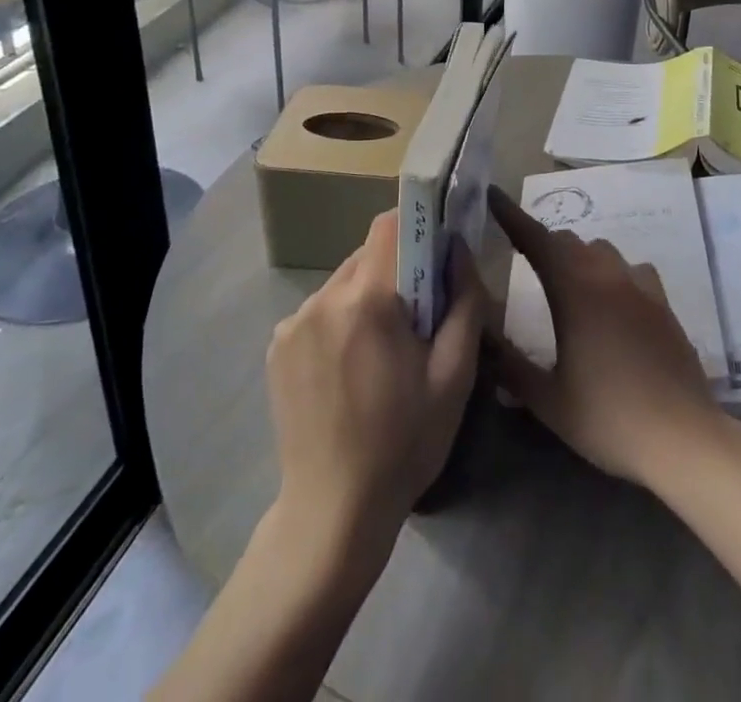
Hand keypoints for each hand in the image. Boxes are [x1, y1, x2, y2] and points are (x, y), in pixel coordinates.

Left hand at [265, 210, 484, 555]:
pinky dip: (341, 321)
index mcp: (366, 300)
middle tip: (418, 317)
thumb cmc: (404, 444)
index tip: (438, 255)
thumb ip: (464, 301)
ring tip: (383, 350)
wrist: (332, 513)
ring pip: (343, 282)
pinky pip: (320, 310)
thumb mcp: (454, 375)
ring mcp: (292, 322)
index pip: (389, 226)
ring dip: (368, 297)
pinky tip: (350, 367)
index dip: (417, 228)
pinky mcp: (276, 346)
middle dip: (397, 271)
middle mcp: (322, 298)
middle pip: (367, 254)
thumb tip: (458, 249)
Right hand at [489, 185, 726, 488]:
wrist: (683, 437)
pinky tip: (613, 298)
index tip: (493, 195)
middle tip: (523, 257)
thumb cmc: (609, 419)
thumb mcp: (548, 400)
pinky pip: (631, 269)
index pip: (535, 239)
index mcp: (573, 291)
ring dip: (577, 255)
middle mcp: (606, 276)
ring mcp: (639, 287)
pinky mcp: (663, 303)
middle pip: (567, 241)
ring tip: (566, 279)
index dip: (511, 216)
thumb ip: (509, 364)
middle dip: (541, 242)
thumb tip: (480, 334)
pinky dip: (612, 272)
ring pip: (600, 250)